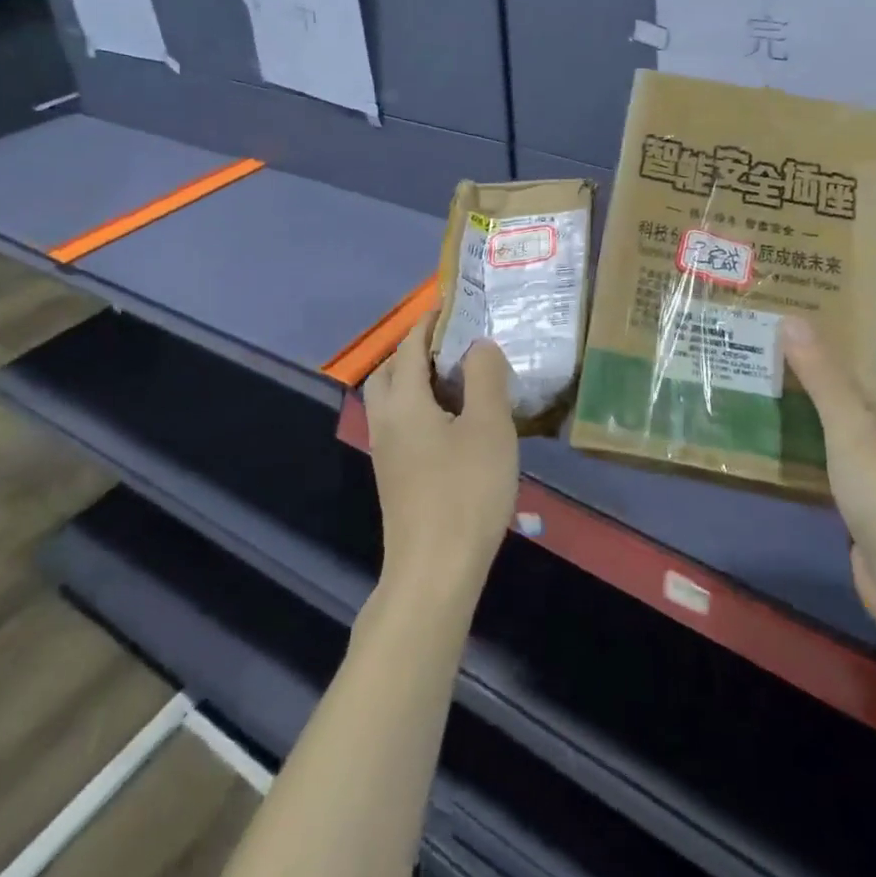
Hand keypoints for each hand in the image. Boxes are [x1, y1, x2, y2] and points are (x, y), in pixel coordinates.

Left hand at [364, 312, 519, 611]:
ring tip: (458, 381)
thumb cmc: (465, 491)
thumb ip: (484, 376)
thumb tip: (478, 345)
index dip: (429, 321)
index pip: (409, 346)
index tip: (451, 304)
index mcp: (404, 402)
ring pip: (393, 402)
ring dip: (416, 381)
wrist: (435, 572)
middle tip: (452, 344)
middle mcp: (386, 422)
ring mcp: (387, 453)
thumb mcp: (488, 426)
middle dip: (414, 350)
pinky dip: (421, 409)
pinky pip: (402, 425)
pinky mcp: (395, 478)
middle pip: (389, 372)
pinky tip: (454, 425)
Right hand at [779, 318, 875, 628]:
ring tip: (772, 397)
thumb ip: (823, 377)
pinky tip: (783, 450)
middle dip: (826, 384)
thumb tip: (793, 320)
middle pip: (865, 402)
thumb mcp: (852, 429)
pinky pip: (842, 470)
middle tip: (779, 363)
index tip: (809, 337)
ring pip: (851, 438)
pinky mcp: (874, 510)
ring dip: (818, 422)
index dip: (852, 352)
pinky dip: (818, 457)